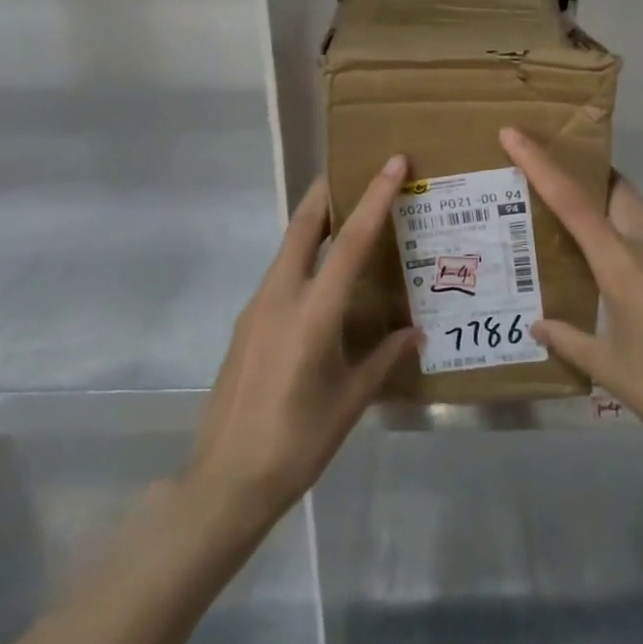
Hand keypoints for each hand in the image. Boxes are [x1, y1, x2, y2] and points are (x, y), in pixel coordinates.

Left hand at [185, 160, 416, 523]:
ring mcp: (256, 308)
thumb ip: (384, 358)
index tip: (390, 163)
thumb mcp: (351, 400)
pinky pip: (280, 275)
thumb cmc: (298, 441)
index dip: (374, 198)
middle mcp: (280, 297)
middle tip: (353, 170)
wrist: (227, 480)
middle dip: (327, 192)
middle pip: (304, 226)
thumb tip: (415, 332)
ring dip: (315, 224)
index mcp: (313, 313)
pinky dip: (304, 259)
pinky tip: (321, 282)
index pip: (351, 241)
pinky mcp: (246, 324)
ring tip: (347, 220)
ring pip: (289, 248)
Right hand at [499, 127, 642, 459]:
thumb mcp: (609, 369)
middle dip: (593, 184)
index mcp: (622, 263)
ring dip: (627, 215)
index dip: (540, 164)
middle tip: (572, 198)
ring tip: (613, 245)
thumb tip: (539, 325)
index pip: (572, 201)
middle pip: (619, 191)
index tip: (515, 133)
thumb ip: (569, 340)